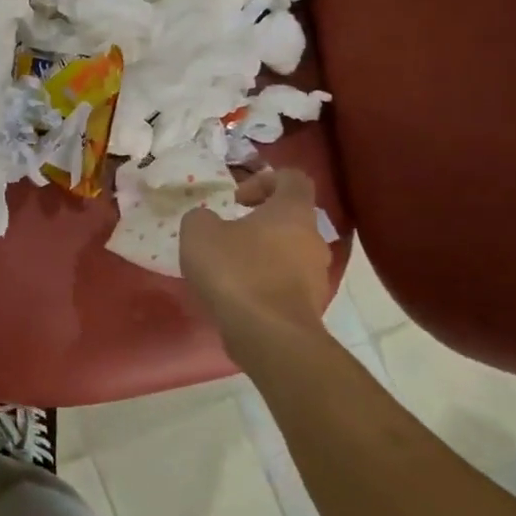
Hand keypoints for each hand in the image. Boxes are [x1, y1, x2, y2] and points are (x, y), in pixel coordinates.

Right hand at [180, 168, 331, 345]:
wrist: (269, 336)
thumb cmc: (236, 271)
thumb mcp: (199, 232)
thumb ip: (202, 217)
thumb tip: (209, 221)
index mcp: (293, 211)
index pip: (293, 178)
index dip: (264, 179)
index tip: (236, 198)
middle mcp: (314, 239)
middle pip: (291, 218)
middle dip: (259, 222)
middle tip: (227, 233)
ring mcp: (317, 275)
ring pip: (289, 252)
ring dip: (262, 254)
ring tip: (228, 268)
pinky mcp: (310, 307)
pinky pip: (286, 283)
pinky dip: (264, 282)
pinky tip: (237, 294)